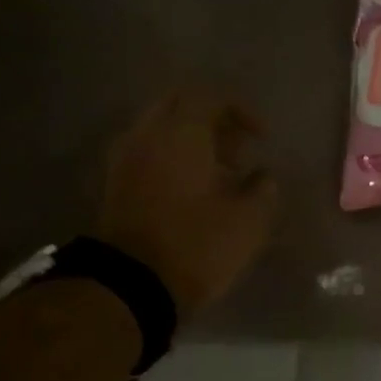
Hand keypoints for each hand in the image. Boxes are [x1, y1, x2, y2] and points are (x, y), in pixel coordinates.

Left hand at [92, 89, 277, 316]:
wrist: (133, 284)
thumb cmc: (198, 245)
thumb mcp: (249, 221)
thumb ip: (263, 189)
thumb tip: (263, 176)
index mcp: (181, 135)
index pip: (209, 97)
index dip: (241, 110)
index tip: (262, 137)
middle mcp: (147, 135)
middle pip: (179, 105)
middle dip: (213, 120)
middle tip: (240, 149)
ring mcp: (126, 158)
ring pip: (161, 128)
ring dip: (192, 140)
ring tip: (222, 171)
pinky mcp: (117, 182)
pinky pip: (149, 151)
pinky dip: (174, 157)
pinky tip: (196, 188)